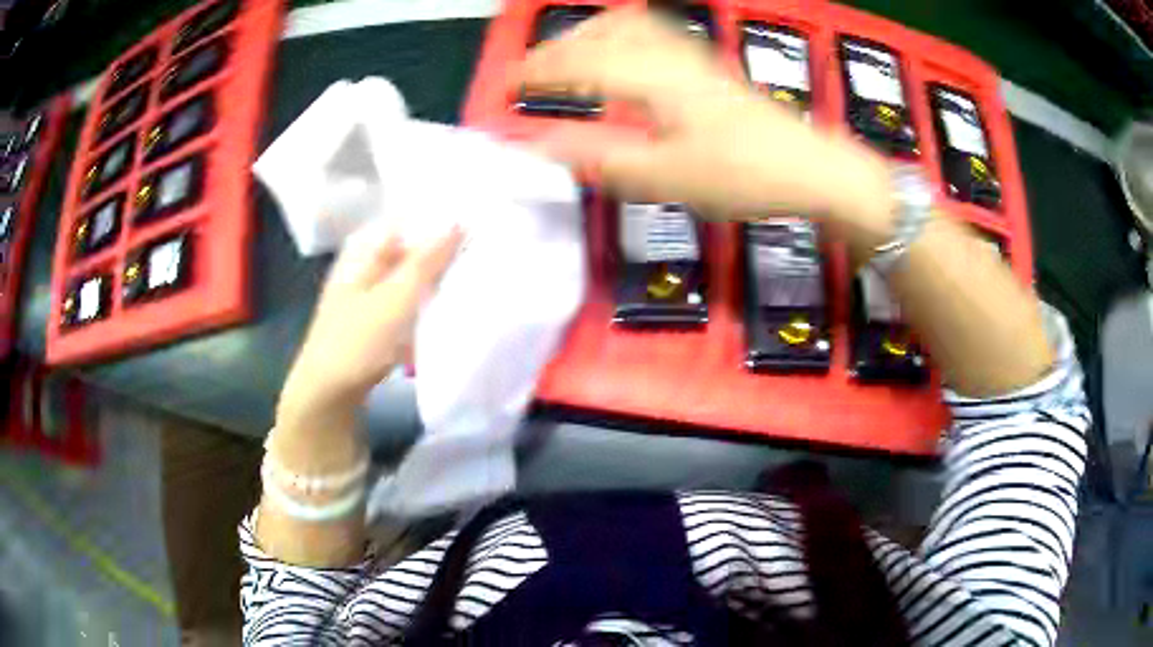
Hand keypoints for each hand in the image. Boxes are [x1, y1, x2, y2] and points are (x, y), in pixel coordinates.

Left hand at [279, 224, 460, 426]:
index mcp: (363, 251)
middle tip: (478, 257)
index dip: (439, 222)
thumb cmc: (358, 341)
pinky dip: (422, 309)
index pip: (407, 221)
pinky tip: (443, 317)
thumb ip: (428, 259)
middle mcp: (362, 268)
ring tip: (469, 284)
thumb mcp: (396, 297)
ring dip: (434, 284)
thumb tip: (458, 221)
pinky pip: (404, 307)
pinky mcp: (371, 325)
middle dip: (441, 255)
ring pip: (408, 281)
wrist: (327, 396)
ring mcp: (364, 298)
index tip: (475, 226)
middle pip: (408, 251)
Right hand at [516, 7, 895, 254]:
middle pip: (600, 32)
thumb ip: (599, 160)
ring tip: (567, 58)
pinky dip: (622, 36)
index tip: (507, 87)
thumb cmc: (741, 174)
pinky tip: (622, 54)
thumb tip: (539, 151)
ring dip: (589, 36)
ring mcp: (691, 54)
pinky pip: (653, 33)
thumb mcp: (665, 177)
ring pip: (627, 25)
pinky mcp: (707, 64)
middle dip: (558, 49)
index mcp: (650, 78)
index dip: (537, 73)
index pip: (578, 63)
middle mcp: (666, 54)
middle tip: (531, 73)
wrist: (809, 167)